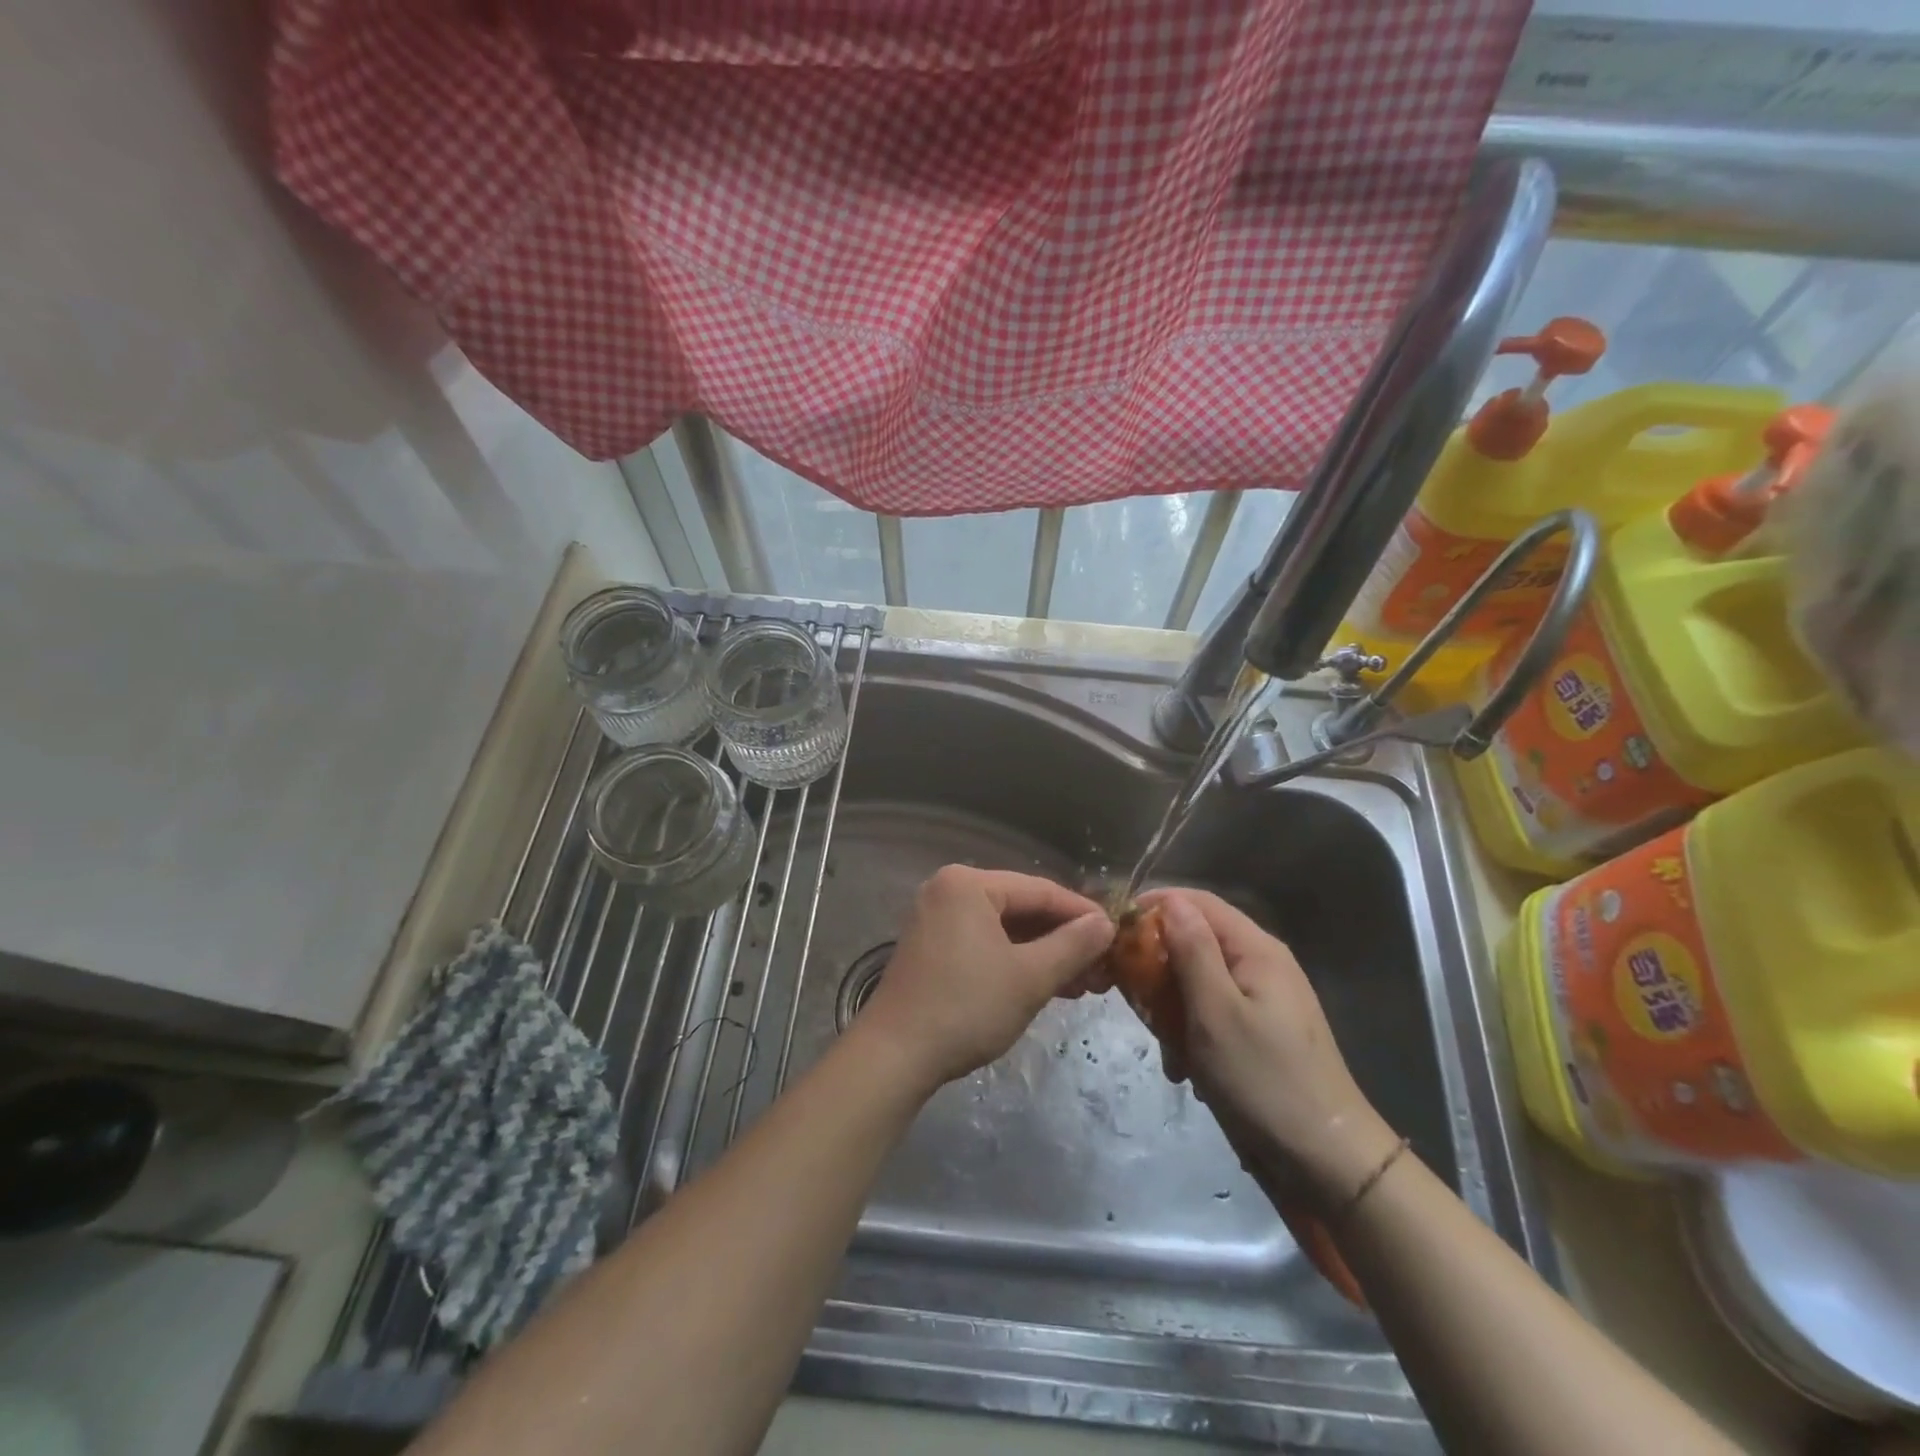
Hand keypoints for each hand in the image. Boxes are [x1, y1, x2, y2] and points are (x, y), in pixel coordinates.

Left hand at [855, 866, 1114, 1091]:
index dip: (1082, 913)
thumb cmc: (966, 1008)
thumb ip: (1073, 945)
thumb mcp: (1030, 976)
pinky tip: (1045, 984)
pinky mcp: (931, 947)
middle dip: (1064, 939)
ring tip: (1082, 984)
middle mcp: (949, 890)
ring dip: (1043, 954)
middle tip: (1102, 968)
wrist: (895, 1056)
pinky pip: (984, 942)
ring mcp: (936, 918)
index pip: (1040, 890)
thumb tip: (1105, 923)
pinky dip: (1015, 961)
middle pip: (1021, 907)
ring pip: (1004, 928)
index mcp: (968, 884)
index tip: (1117, 935)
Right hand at [1140, 887, 1400, 1208]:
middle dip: (1159, 967)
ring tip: (1165, 1048)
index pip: (1197, 902)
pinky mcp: (1258, 1034)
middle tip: (1133, 999)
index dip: (1154, 907)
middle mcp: (1260, 965)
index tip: (1115, 933)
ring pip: (1197, 982)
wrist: (1327, 1162)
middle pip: (1195, 941)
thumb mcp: (1216, 1011)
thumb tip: (1170, 900)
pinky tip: (1185, 1070)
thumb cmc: (1264, 1079)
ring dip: (1172, 1009)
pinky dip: (1191, 1035)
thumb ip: (1191, 950)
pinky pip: (1211, 1015)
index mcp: (1256, 949)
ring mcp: (1261, 1001)